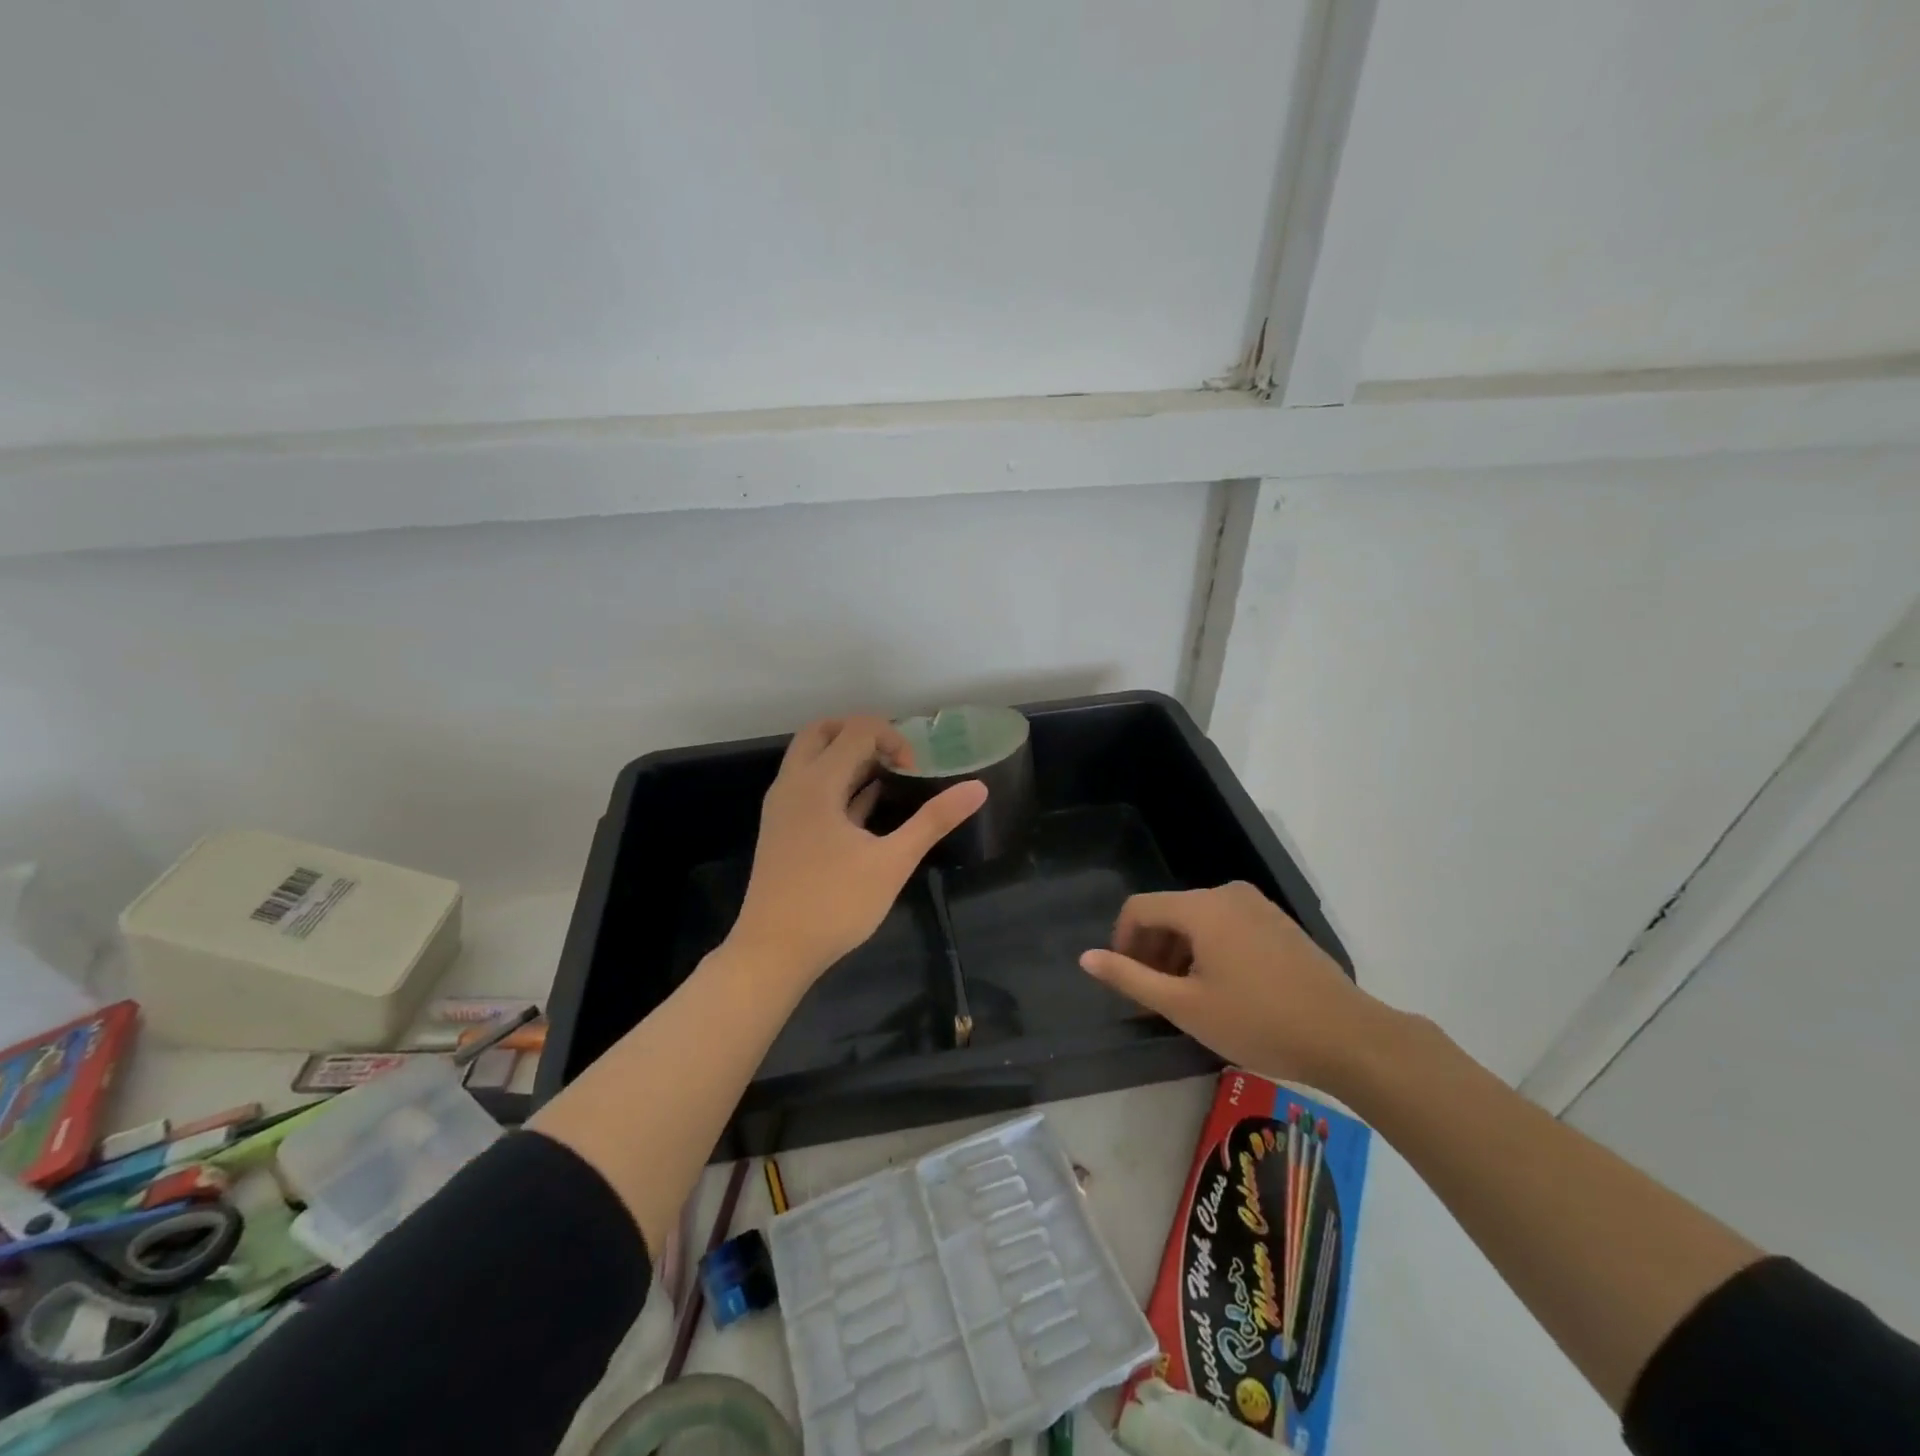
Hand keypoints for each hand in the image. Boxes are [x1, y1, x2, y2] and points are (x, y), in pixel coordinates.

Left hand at [731, 715, 987, 981]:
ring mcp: (783, 806)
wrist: (772, 952)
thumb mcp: (892, 862)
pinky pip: (808, 786)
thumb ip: (933, 820)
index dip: (893, 738)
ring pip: (812, 758)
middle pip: (823, 731)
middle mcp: (793, 784)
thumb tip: (978, 788)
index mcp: (817, 782)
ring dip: (847, 757)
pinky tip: (866, 805)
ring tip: (887, 779)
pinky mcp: (783, 828)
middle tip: (895, 758)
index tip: (915, 772)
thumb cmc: (834, 904)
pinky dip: (836, 782)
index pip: (856, 729)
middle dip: (862, 734)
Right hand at [1081, 882, 1390, 1091]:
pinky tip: (1223, 989)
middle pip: (1170, 912)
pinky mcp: (1278, 923)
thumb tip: (1086, 958)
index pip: (1139, 908)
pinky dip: (1210, 949)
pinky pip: (1227, 925)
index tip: (1126, 981)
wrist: (1348, 1036)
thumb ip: (1131, 978)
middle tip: (1155, 997)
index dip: (1121, 942)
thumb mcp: (1185, 1006)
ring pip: (1198, 920)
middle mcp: (1227, 894)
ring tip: (1187, 998)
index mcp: (1201, 907)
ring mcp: (1257, 905)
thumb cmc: (1258, 1021)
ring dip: (1180, 953)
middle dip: (1153, 950)